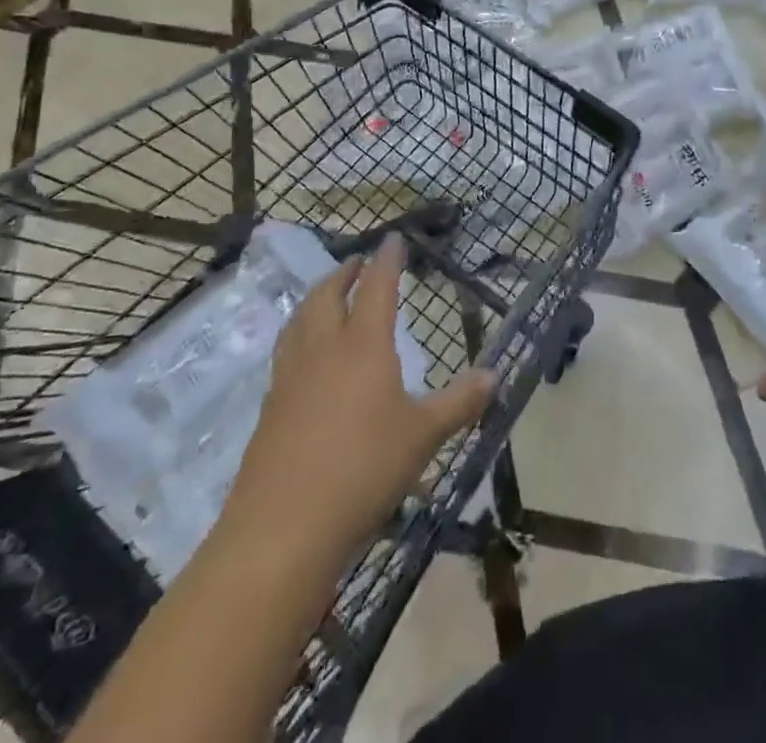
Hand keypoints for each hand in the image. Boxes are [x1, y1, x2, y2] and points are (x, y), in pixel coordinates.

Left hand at [221, 237, 494, 563]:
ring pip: (299, 321)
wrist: (283, 527)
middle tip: (356, 262)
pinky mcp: (269, 409)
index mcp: (363, 346)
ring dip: (315, 299)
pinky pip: (285, 353)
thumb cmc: (364, 468)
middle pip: (327, 295)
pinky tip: (305, 357)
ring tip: (325, 296)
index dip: (387, 260)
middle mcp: (323, 350)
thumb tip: (495, 374)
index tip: (392, 238)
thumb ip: (459, 402)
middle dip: (344, 273)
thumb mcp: (423, 435)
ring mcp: (290, 378)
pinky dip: (298, 335)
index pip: (377, 288)